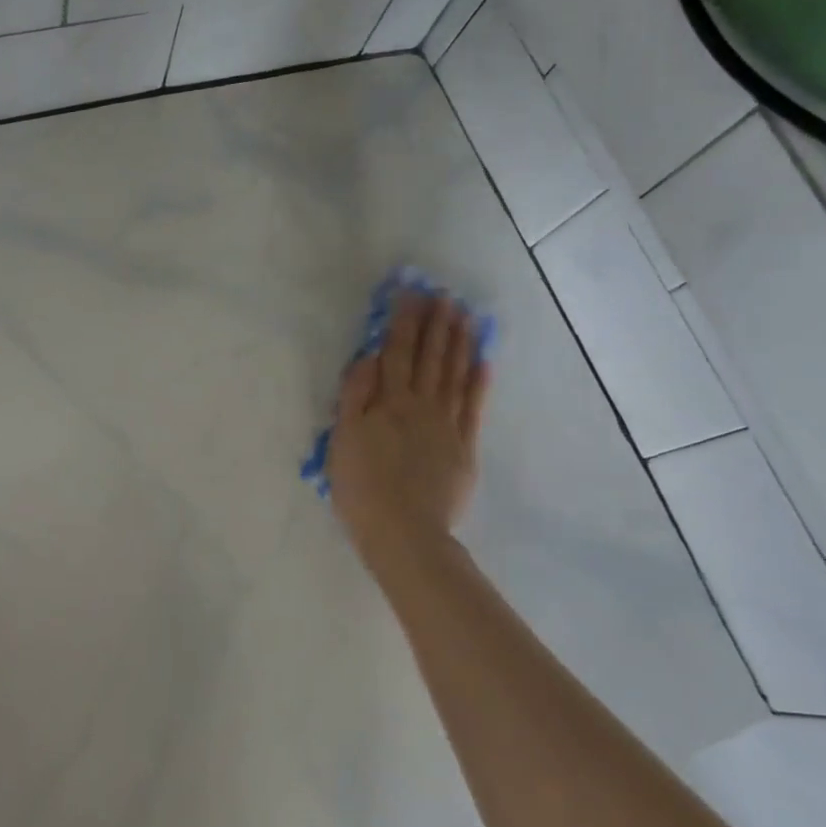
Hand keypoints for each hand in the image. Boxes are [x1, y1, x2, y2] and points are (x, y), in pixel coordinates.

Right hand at [327, 291, 487, 569]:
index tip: (411, 294)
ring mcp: (447, 425)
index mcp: (388, 402)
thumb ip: (355, 395)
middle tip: (445, 296)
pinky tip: (483, 361)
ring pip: (455, 375)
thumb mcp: (342, 439)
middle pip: (430, 358)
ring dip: (460, 343)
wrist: (404, 532)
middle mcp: (420, 405)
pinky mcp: (465, 448)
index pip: (397, 352)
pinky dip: (479, 382)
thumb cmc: (361, 487)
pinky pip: (474, 407)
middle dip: (437, 324)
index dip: (404, 322)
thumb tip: (370, 357)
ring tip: (465, 316)